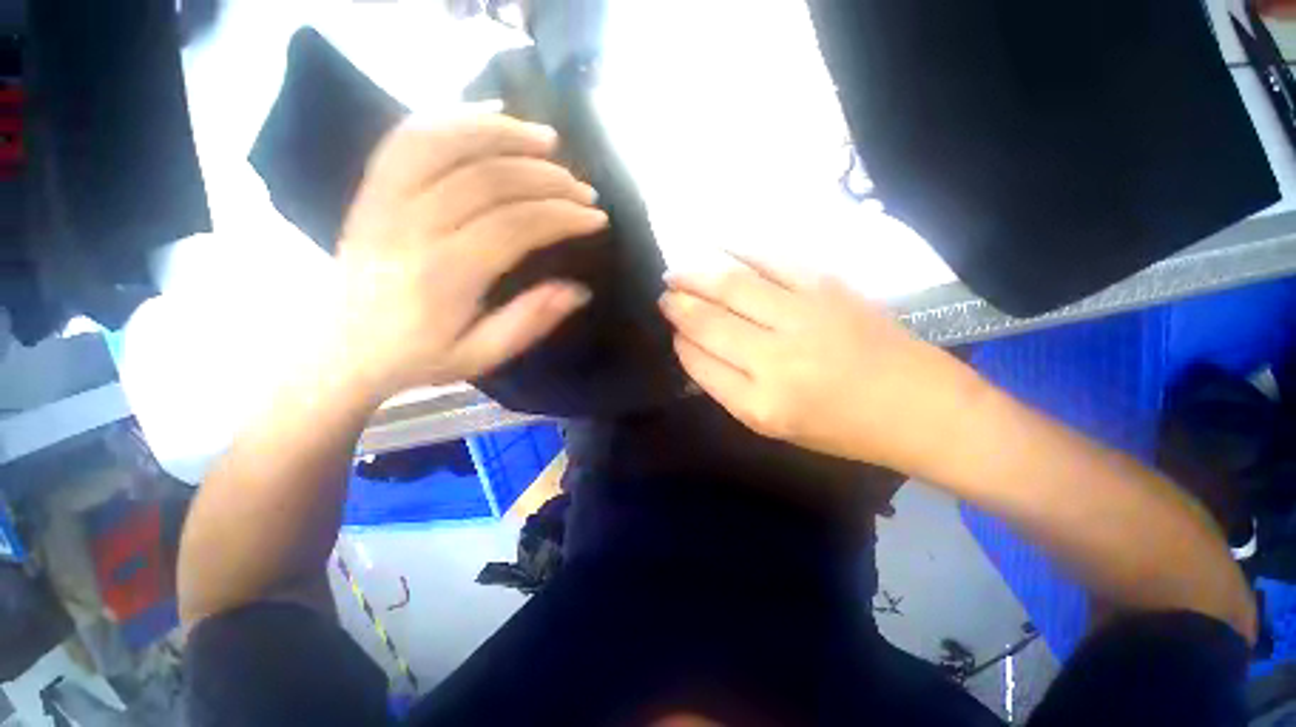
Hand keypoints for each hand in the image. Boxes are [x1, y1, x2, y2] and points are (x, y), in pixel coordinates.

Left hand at [332, 113, 607, 400]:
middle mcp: (411, 226)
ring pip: (446, 142)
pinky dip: (453, 116)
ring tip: (547, 139)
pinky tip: (490, 112)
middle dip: (548, 178)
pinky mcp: (371, 189)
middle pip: (488, 179)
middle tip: (584, 189)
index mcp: (444, 275)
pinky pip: (409, 137)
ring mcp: (384, 200)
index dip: (562, 216)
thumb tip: (578, 291)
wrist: (337, 349)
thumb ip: (529, 322)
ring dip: (504, 134)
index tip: (595, 218)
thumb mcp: (480, 356)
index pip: (515, 226)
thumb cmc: (415, 357)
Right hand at [659, 259, 987, 473]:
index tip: (674, 331)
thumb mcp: (775, 426)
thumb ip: (728, 388)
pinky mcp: (828, 287)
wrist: (919, 406)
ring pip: (731, 285)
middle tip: (665, 293)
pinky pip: (771, 259)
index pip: (699, 363)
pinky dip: (738, 250)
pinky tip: (717, 246)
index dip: (680, 342)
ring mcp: (802, 317)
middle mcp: (775, 360)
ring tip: (676, 271)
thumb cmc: (842, 428)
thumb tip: (695, 346)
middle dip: (678, 304)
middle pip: (708, 321)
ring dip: (695, 275)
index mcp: (759, 405)